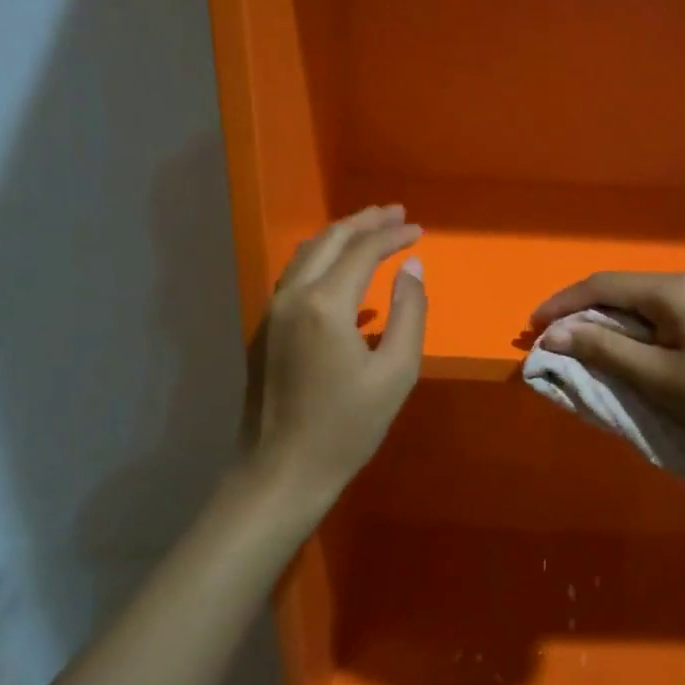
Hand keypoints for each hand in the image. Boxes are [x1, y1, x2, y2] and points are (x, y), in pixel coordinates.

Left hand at [243, 205, 426, 512]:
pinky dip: (322, 259)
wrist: (281, 471)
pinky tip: (341, 271)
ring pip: (307, 254)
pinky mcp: (265, 328)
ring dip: (341, 236)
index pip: (363, 250)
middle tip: (396, 214)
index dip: (393, 236)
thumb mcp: (396, 373)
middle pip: (330, 240)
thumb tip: (413, 268)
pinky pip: (295, 276)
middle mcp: (293, 295)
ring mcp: (272, 310)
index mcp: (326, 304)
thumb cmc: (347, 427)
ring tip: (371, 230)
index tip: (419, 230)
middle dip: (365, 222)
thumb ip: (410, 313)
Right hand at [531, 270, 684, 471]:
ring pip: (646, 301)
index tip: (533, 326)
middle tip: (555, 337)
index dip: (564, 304)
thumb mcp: (654, 377)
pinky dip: (640, 326)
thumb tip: (553, 332)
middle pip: (626, 290)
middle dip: (586, 312)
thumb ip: (601, 348)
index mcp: (677, 289)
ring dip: (613, 320)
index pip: (604, 286)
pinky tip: (631, 344)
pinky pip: (668, 311)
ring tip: (585, 342)